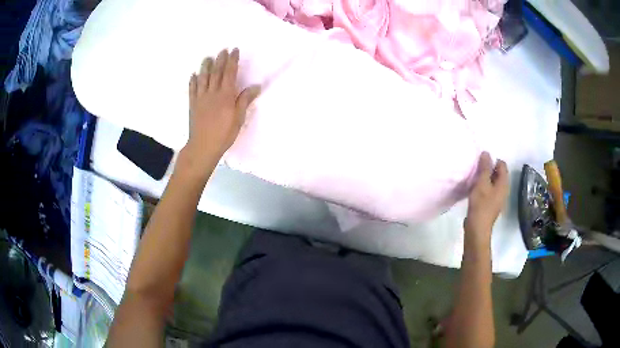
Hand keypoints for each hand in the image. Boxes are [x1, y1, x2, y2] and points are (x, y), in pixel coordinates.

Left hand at [181, 48, 260, 173]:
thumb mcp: (238, 118)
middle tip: (222, 50)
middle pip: (216, 72)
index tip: (234, 50)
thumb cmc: (224, 134)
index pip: (229, 73)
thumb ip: (245, 100)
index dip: (232, 61)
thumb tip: (255, 86)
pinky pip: (192, 89)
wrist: (203, 146)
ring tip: (208, 58)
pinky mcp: (193, 104)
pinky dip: (193, 80)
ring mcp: (200, 97)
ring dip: (205, 66)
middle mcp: (212, 92)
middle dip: (220, 60)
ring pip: (203, 78)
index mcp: (225, 95)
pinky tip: (194, 75)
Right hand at [464, 152, 508, 245]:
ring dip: (485, 179)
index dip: (492, 161)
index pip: (502, 164)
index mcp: (503, 183)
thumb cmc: (481, 205)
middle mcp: (503, 190)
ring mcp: (498, 198)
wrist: (477, 229)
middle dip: (488, 169)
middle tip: (476, 170)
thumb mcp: (481, 183)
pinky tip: (475, 190)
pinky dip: (483, 187)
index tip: (481, 163)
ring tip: (474, 179)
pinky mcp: (491, 205)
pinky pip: (489, 190)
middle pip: (498, 173)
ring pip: (493, 182)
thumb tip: (486, 153)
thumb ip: (484, 168)